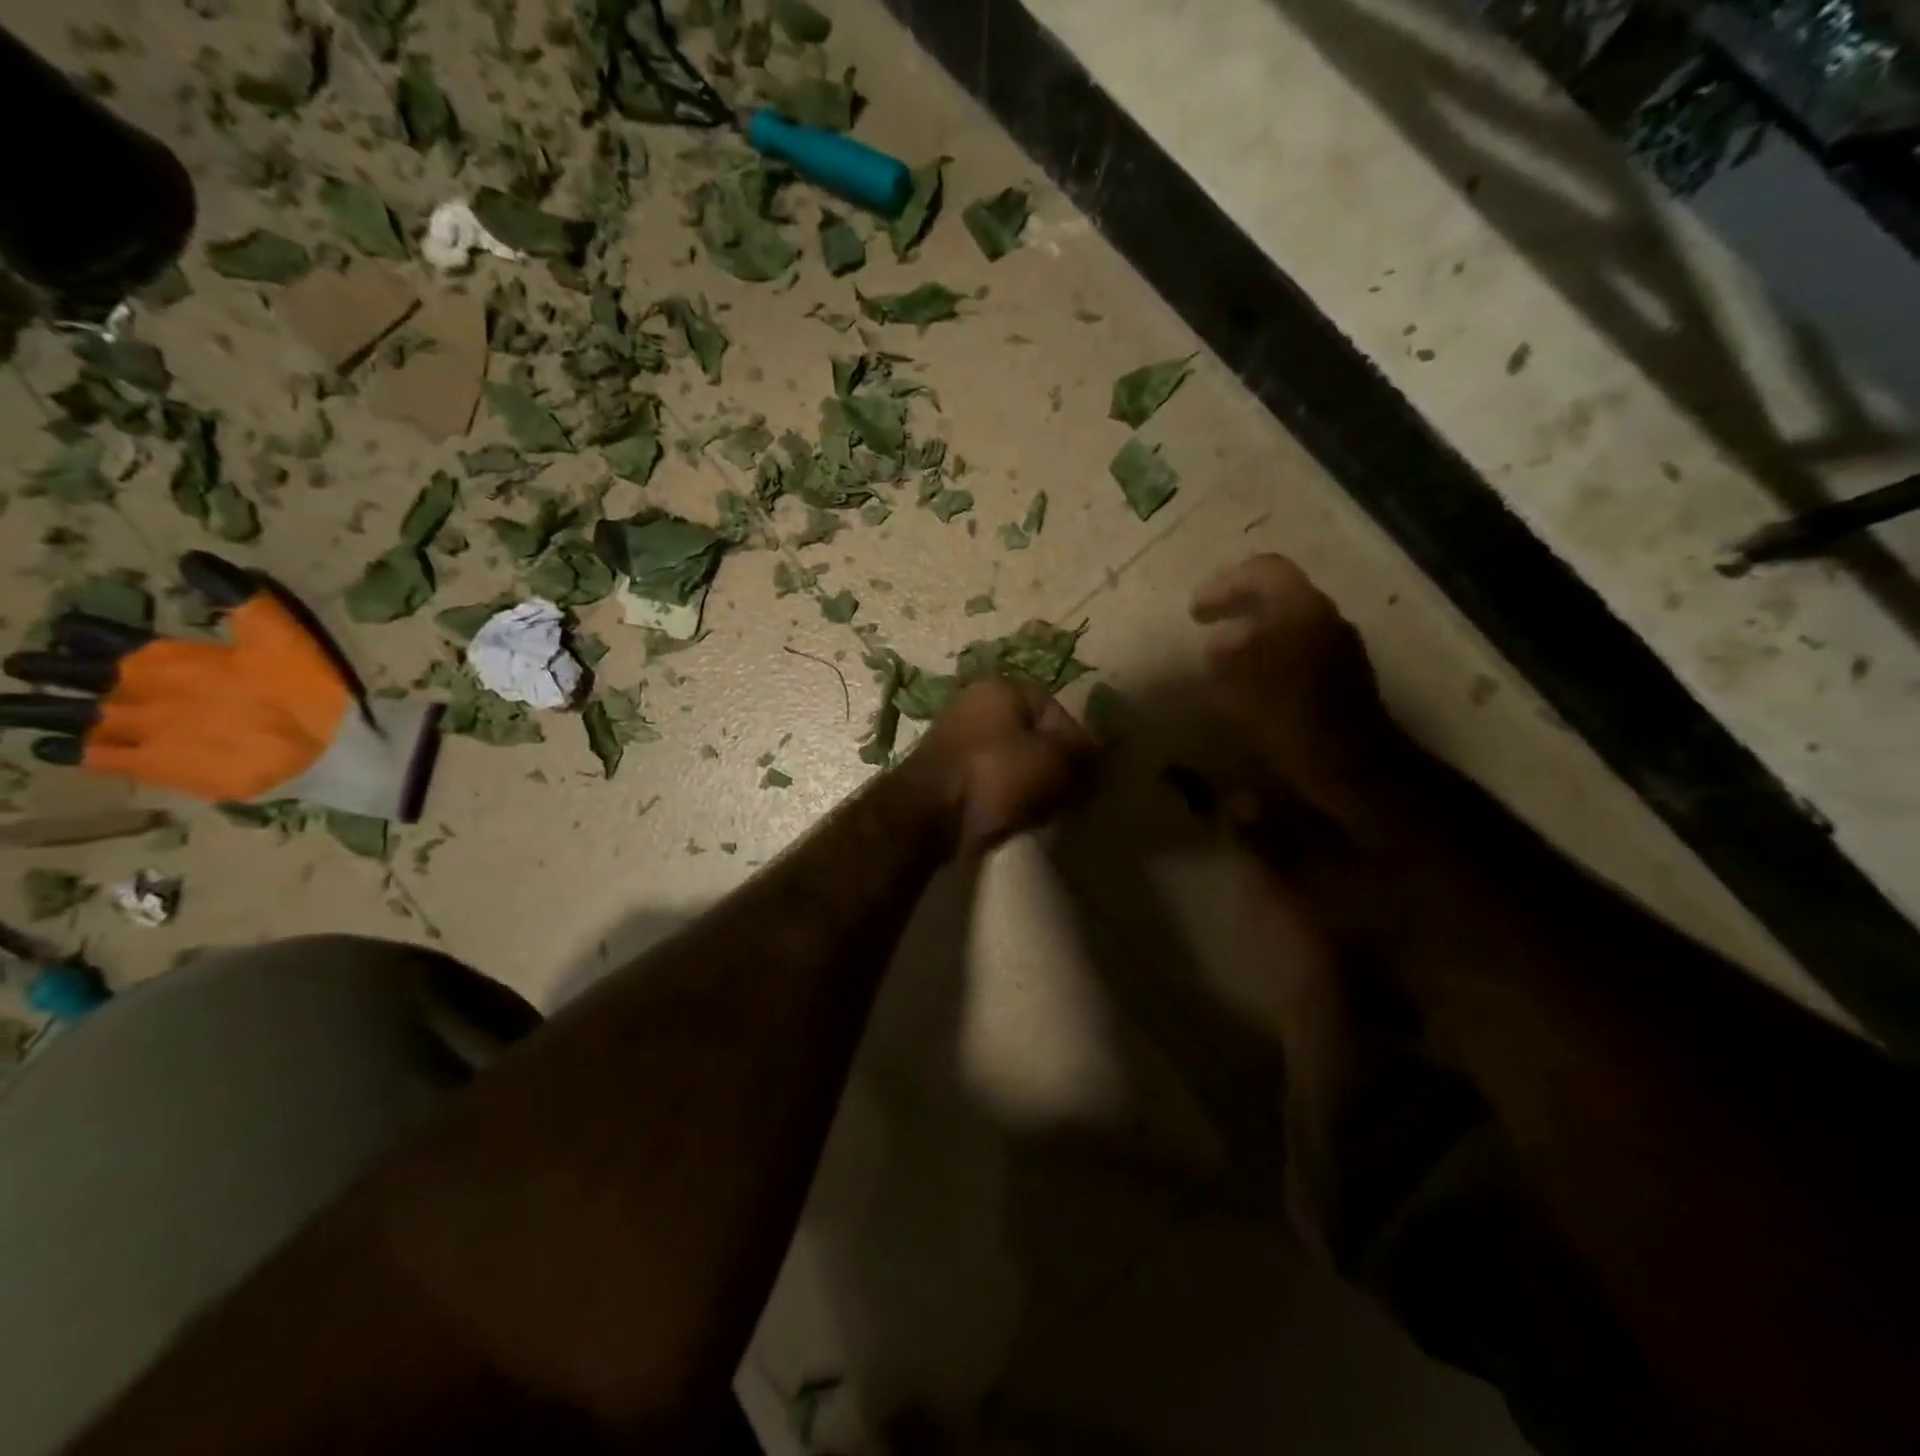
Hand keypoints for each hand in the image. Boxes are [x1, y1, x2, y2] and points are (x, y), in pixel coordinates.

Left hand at [905, 677, 1094, 853]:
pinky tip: (1016, 817)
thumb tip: (1092, 758)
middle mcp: (975, 704)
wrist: (928, 814)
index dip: (1076, 745)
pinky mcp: (946, 771)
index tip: (1084, 777)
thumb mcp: (1053, 761)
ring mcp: (956, 738)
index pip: (1056, 711)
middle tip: (1066, 796)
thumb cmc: (994, 775)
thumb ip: (1080, 755)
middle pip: (1033, 736)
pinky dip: (1006, 795)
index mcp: (1001, 688)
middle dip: (1053, 767)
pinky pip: (990, 779)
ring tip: (1042, 811)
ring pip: (1012, 760)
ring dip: (1032, 784)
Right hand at [1191, 554, 1403, 828]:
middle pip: (1277, 596)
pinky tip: (1248, 687)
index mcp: (1301, 610)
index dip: (1225, 585)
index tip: (1196, 611)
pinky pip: (1297, 651)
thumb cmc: (1290, 718)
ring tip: (1220, 661)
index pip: (1264, 572)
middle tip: (1204, 626)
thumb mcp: (1239, 687)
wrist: (1353, 766)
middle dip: (1237, 608)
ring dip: (1252, 635)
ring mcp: (1338, 648)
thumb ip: (1225, 659)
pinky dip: (1268, 658)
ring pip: (1288, 625)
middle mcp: (1324, 620)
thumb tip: (1219, 647)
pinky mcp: (1341, 677)